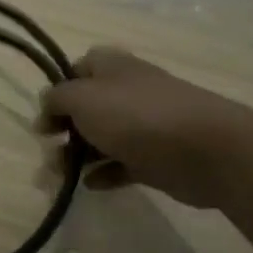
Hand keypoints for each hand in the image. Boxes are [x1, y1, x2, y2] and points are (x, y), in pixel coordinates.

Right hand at [38, 47, 252, 207]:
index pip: (77, 68)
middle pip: (87, 107)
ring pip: (102, 137)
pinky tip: (89, 185)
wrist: (207, 150)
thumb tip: (48, 106)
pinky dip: (104, 173)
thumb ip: (57, 99)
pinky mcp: (155, 158)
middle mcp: (127, 91)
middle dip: (63, 128)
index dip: (58, 89)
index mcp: (112, 67)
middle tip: (47, 149)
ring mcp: (144, 125)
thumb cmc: (137, 116)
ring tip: (58, 176)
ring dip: (77, 155)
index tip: (45, 116)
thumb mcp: (83, 98)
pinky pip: (121, 164)